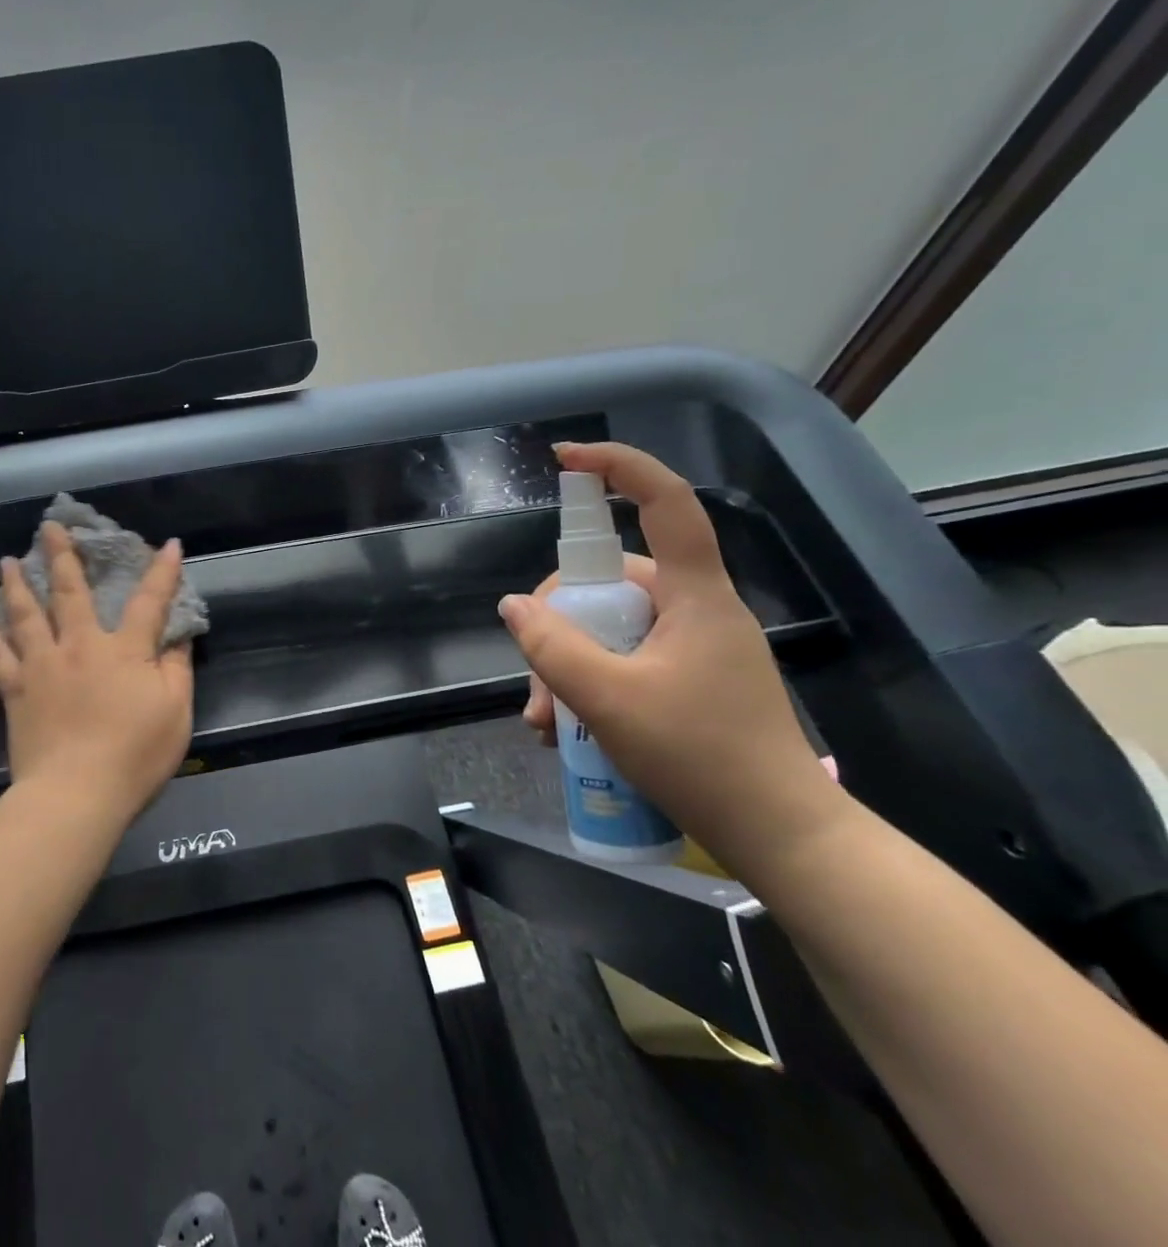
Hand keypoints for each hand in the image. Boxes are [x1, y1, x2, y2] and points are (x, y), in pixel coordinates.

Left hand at [0, 523, 194, 828]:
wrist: (76, 795)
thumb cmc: (135, 755)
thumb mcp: (176, 712)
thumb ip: (177, 668)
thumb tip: (179, 634)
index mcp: (124, 651)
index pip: (149, 602)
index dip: (162, 572)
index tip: (167, 544)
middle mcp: (80, 647)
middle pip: (71, 593)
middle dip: (63, 557)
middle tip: (50, 527)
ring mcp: (43, 667)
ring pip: (26, 616)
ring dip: (18, 585)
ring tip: (8, 561)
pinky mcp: (17, 692)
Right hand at [498, 443, 846, 876]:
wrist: (783, 839)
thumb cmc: (703, 759)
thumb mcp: (609, 701)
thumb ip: (553, 647)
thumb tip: (515, 606)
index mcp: (695, 596)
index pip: (667, 503)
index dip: (619, 467)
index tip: (566, 459)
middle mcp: (697, 609)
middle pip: (610, 584)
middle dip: (559, 627)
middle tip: (536, 687)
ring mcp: (695, 647)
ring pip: (610, 629)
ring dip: (567, 667)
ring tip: (547, 724)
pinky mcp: (690, 679)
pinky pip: (625, 659)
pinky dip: (590, 683)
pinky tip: (568, 730)